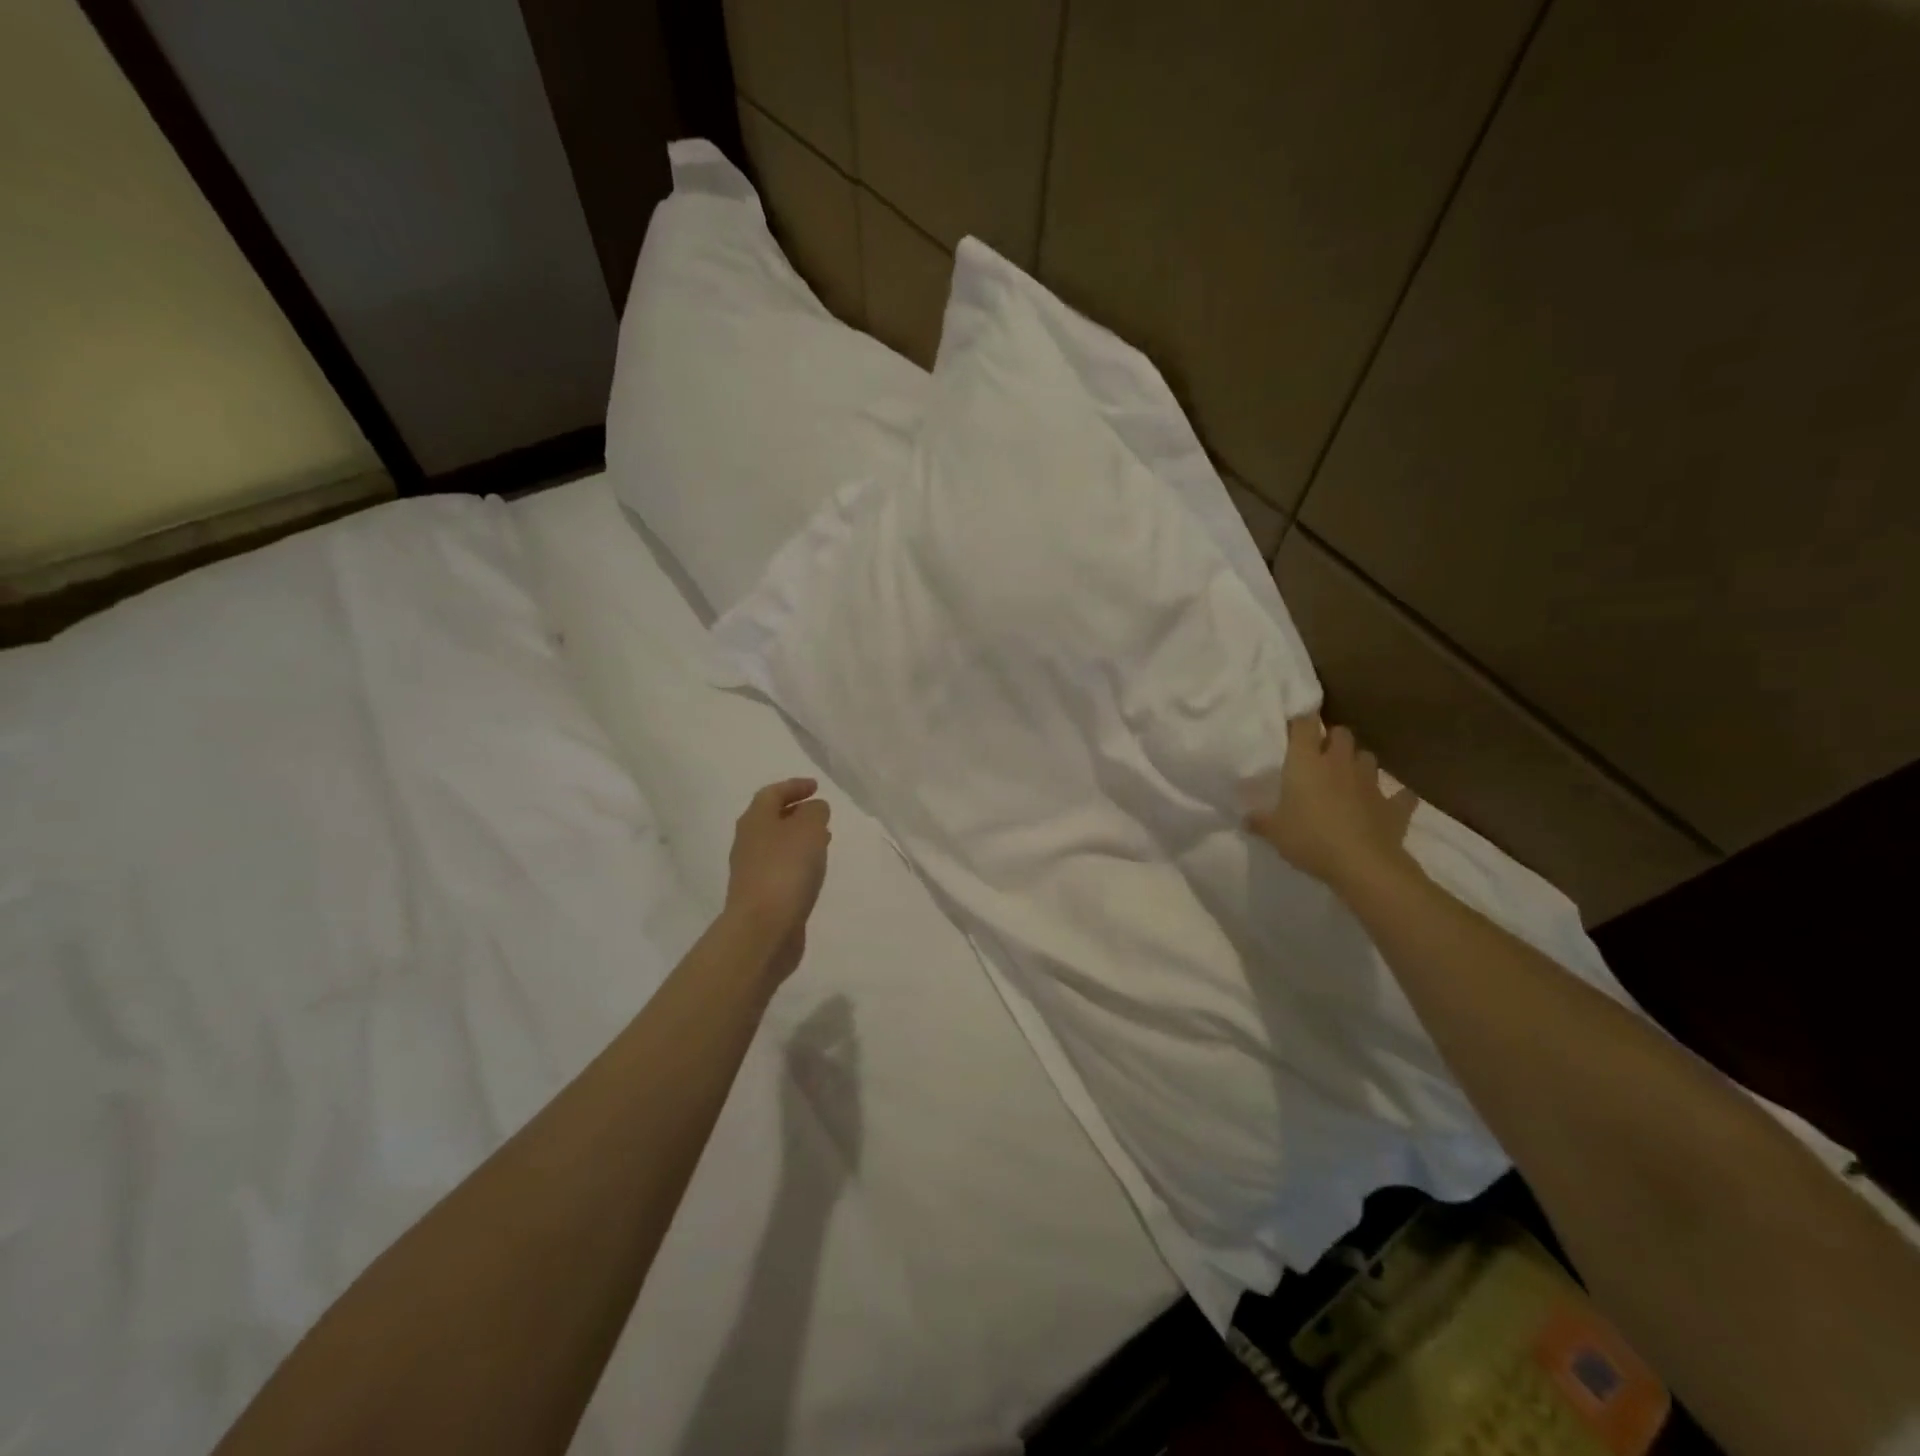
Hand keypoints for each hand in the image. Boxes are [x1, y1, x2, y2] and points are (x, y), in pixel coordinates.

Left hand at [725, 778, 831, 982]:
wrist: (762, 929)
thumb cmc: (785, 870)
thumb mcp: (809, 829)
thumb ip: (815, 812)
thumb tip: (814, 808)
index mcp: (755, 820)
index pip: (772, 793)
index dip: (794, 786)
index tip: (816, 786)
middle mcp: (748, 842)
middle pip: (771, 819)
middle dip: (796, 813)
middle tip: (821, 813)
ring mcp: (752, 871)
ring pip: (777, 845)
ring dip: (799, 838)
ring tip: (824, 840)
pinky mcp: (761, 896)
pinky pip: (781, 868)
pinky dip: (798, 862)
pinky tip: (813, 871)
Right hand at [1246, 715, 1418, 892]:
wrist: (1362, 864)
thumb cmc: (1310, 839)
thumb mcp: (1273, 832)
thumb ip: (1260, 821)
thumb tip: (1246, 817)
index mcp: (1306, 763)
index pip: (1305, 725)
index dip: (1300, 722)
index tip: (1294, 730)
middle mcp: (1339, 763)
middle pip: (1342, 734)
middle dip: (1333, 739)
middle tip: (1321, 754)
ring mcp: (1370, 782)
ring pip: (1368, 757)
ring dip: (1359, 763)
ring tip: (1349, 777)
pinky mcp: (1393, 805)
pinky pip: (1400, 795)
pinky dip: (1396, 797)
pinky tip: (1389, 803)